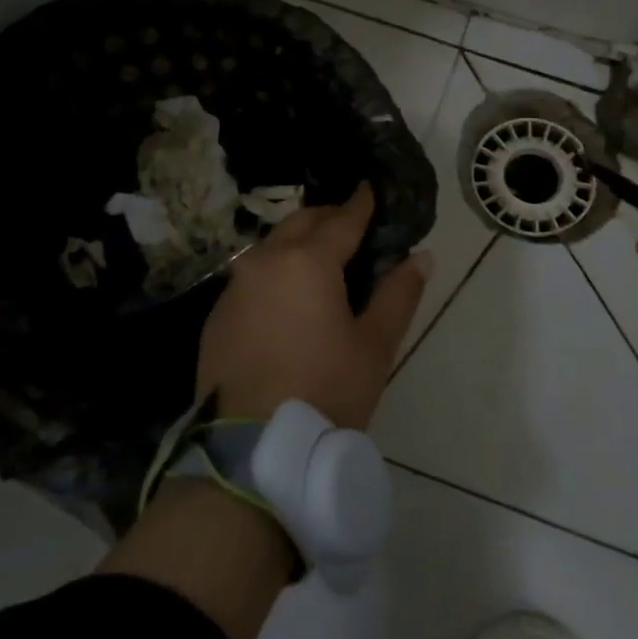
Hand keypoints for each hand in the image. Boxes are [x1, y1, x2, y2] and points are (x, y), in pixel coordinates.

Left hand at [197, 183, 430, 429]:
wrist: (253, 449)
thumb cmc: (326, 391)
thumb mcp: (375, 345)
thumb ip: (398, 294)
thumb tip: (421, 257)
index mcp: (308, 261)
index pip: (341, 220)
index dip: (361, 204)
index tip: (370, 189)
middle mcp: (265, 262)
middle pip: (300, 224)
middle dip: (327, 218)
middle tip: (351, 226)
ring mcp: (234, 288)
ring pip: (270, 248)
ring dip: (296, 243)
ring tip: (320, 259)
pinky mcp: (217, 315)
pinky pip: (250, 278)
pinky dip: (273, 273)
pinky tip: (286, 297)